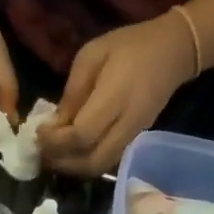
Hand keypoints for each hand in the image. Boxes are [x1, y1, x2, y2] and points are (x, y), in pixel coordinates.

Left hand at [38, 13, 197, 175]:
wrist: (174, 51)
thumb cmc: (129, 46)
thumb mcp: (92, 56)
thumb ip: (72, 92)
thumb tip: (54, 124)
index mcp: (115, 98)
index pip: (81, 136)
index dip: (55, 141)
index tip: (39, 133)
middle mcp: (126, 124)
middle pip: (91, 162)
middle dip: (61, 161)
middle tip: (42, 150)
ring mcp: (133, 135)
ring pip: (99, 167)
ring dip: (72, 167)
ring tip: (54, 154)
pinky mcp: (135, 140)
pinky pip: (107, 162)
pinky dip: (85, 162)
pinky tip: (72, 151)